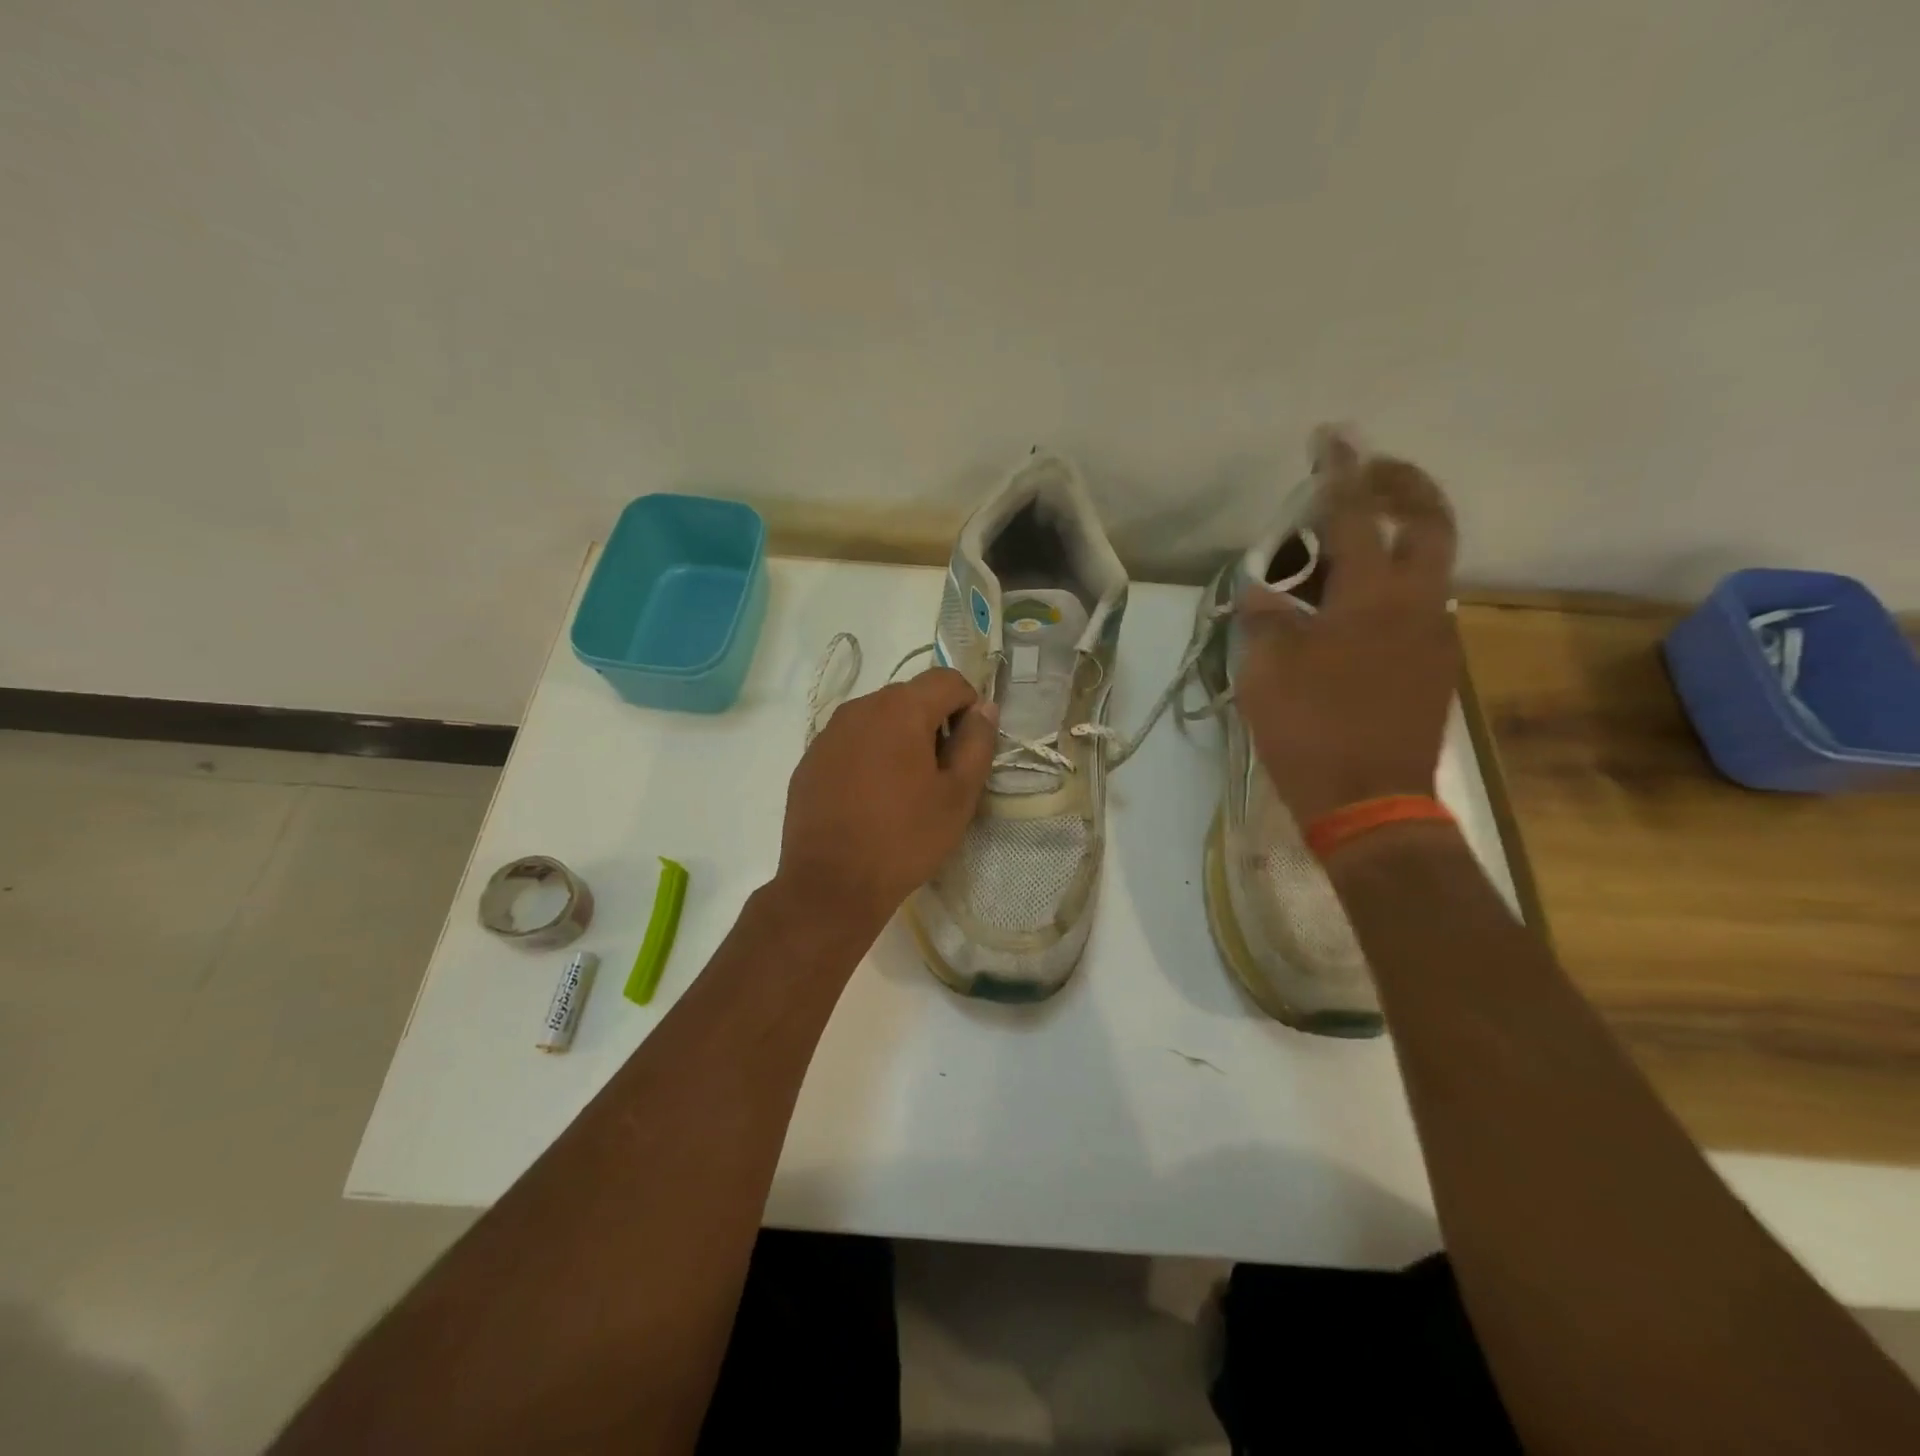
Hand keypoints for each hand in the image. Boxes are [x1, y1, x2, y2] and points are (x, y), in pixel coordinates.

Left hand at [773, 666, 998, 943]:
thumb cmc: (904, 839)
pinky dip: (869, 756)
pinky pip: (851, 742)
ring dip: (900, 739)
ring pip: (879, 719)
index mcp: (900, 709)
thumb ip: (977, 742)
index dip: (969, 707)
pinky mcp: (810, 759)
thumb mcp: (958, 795)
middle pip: (911, 697)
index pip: (948, 680)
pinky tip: (870, 799)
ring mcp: (829, 733)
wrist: (830, 885)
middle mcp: (860, 708)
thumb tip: (984, 708)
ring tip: (904, 790)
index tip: (968, 748)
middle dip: (934, 724)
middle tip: (940, 775)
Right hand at [1236, 435, 1459, 827]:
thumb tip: (1263, 593)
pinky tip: (1345, 612)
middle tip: (1365, 472)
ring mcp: (1433, 636)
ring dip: (1391, 541)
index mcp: (1372, 597)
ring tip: (1336, 554)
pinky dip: (1385, 589)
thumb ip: (1265, 619)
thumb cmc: (1311, 729)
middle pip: (1427, 521)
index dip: (1340, 473)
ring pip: (1423, 566)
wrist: (1370, 802)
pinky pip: (1413, 606)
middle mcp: (1417, 603)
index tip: (1332, 437)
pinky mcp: (1433, 666)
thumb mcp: (1266, 671)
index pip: (1357, 516)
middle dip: (1400, 484)